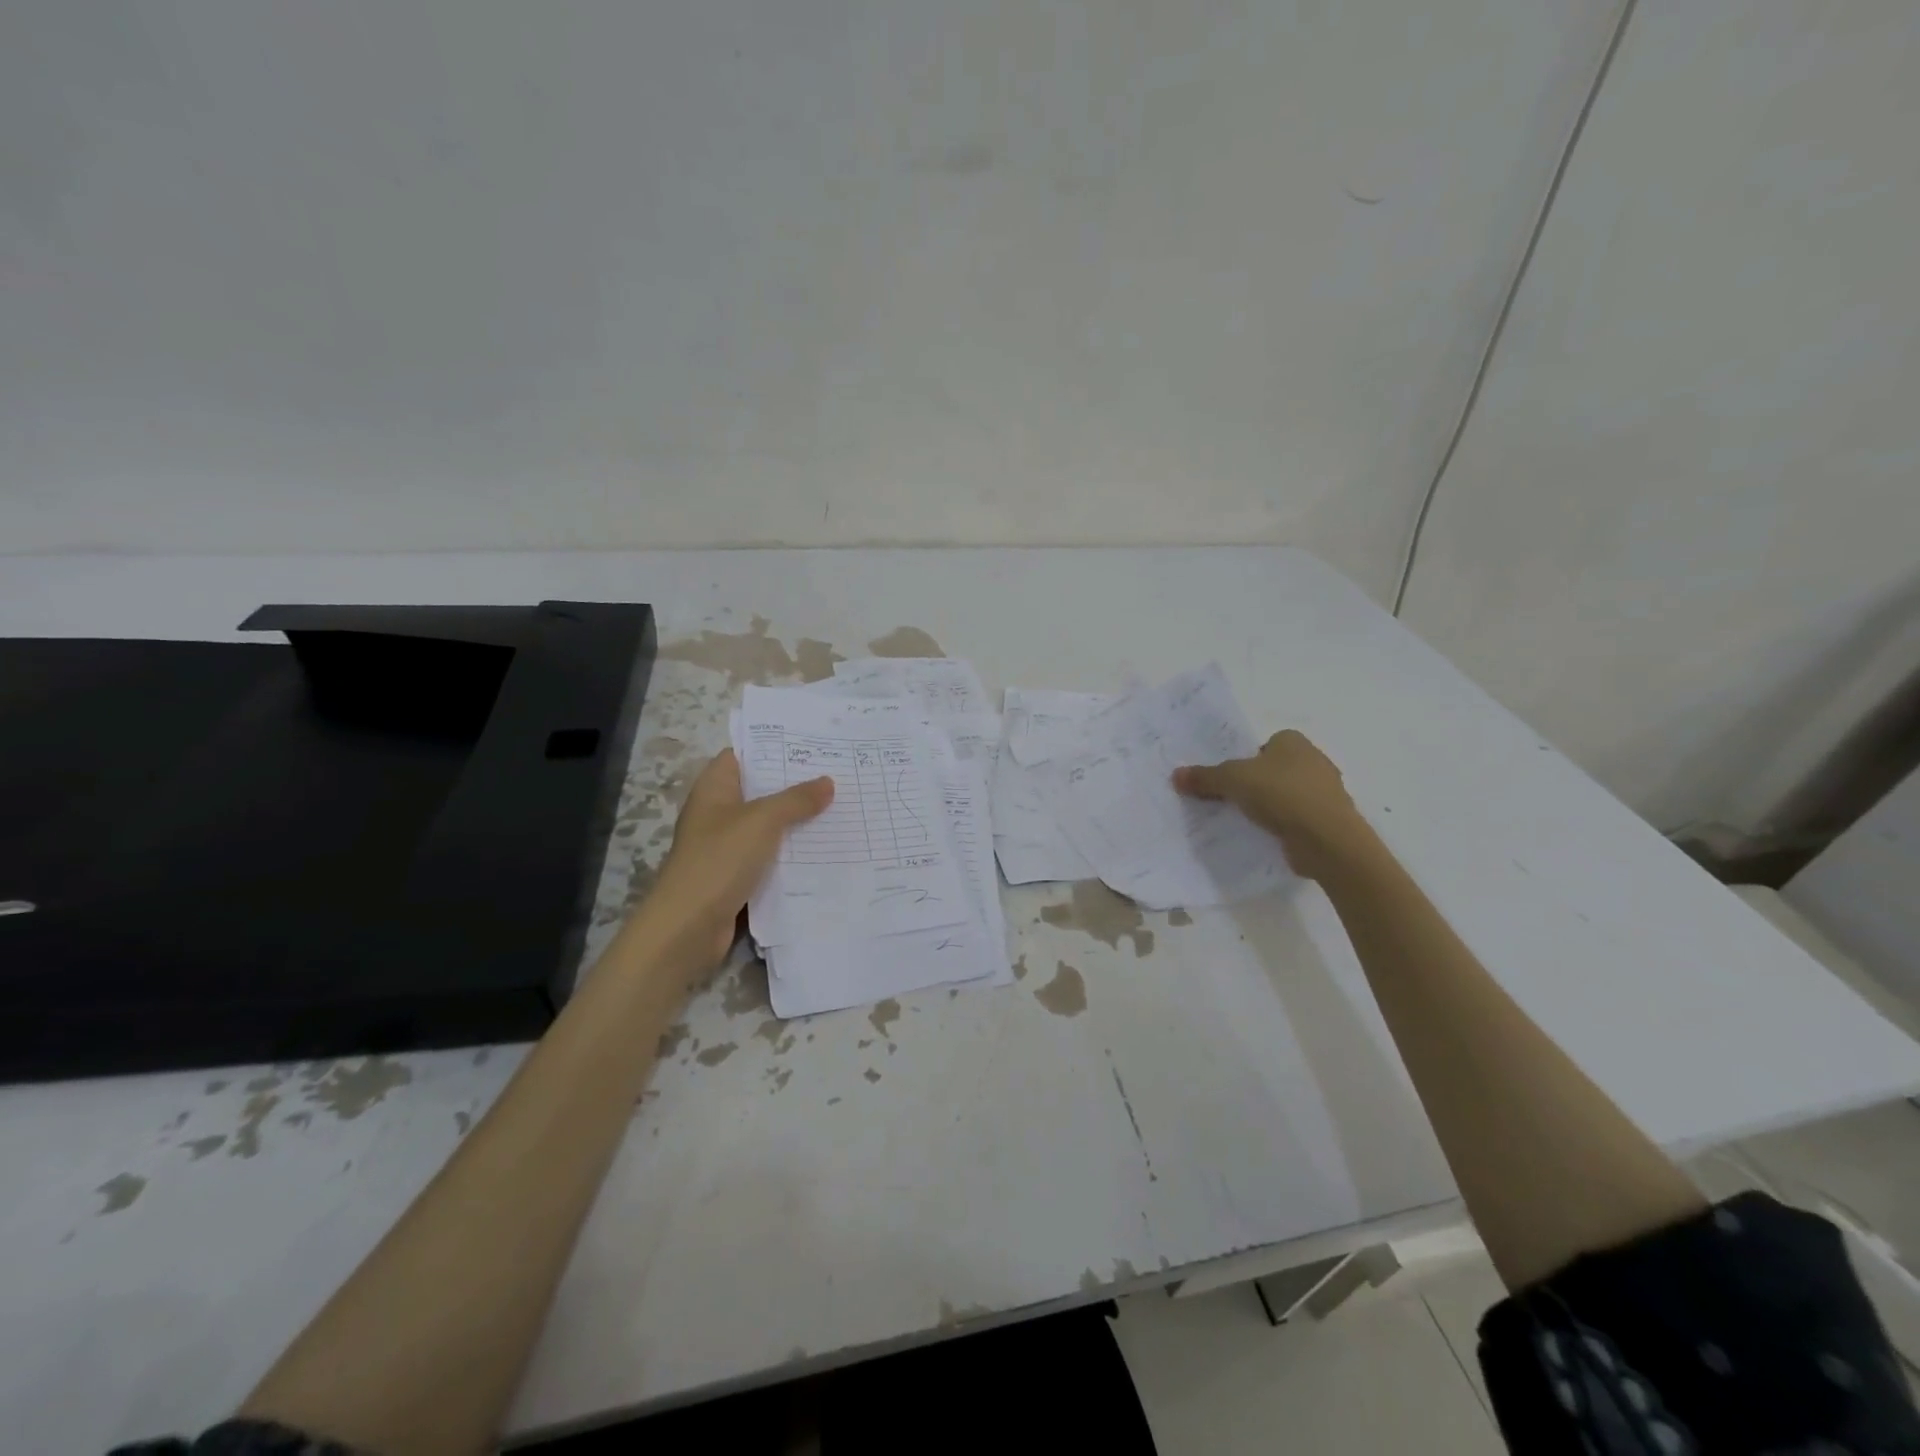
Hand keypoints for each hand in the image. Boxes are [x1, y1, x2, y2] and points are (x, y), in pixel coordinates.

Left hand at [632, 749, 832, 975]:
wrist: (688, 928)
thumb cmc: (720, 860)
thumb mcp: (762, 820)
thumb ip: (796, 799)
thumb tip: (828, 782)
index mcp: (714, 789)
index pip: (743, 755)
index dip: (773, 747)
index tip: (811, 745)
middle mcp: (718, 813)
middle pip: (760, 790)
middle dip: (796, 785)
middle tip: (837, 775)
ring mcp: (727, 846)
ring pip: (769, 826)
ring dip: (798, 821)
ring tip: (840, 808)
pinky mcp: (737, 876)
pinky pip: (770, 857)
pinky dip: (793, 853)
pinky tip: (825, 849)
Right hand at [1172, 730, 1363, 880]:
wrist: (1327, 839)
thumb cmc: (1281, 794)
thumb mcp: (1232, 780)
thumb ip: (1205, 777)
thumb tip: (1175, 775)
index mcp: (1294, 742)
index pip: (1265, 745)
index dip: (1247, 760)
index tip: (1232, 779)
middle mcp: (1314, 761)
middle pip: (1275, 769)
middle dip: (1257, 784)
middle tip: (1233, 800)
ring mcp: (1326, 792)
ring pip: (1288, 794)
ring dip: (1271, 806)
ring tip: (1247, 821)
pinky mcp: (1330, 821)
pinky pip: (1298, 818)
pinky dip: (1284, 825)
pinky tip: (1267, 837)